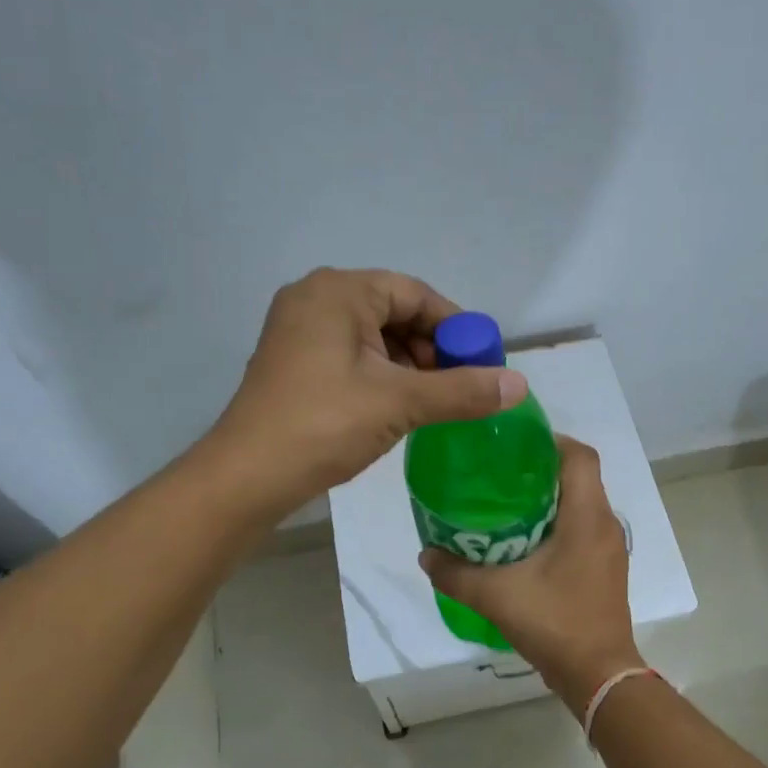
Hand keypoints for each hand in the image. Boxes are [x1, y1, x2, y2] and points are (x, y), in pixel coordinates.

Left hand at [209, 268, 527, 514]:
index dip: (454, 327)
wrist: (247, 476)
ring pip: (372, 337)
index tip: (482, 361)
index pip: (414, 294)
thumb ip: (462, 391)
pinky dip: (380, 376)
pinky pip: (350, 356)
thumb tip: (520, 386)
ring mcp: (298, 330)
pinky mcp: (292, 361)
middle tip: (458, 386)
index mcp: (338, 291)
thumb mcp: (400, 404)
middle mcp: (315, 299)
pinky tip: (398, 407)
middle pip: (393, 312)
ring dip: (408, 366)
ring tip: (433, 402)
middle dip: (431, 349)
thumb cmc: (324, 425)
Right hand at [419, 436, 640, 706]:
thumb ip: (456, 573)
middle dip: (540, 470)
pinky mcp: (606, 569)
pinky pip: (583, 529)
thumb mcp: (496, 596)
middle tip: (498, 474)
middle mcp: (605, 524)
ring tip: (506, 504)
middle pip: (579, 477)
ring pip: (581, 504)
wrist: (599, 676)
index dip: (550, 441)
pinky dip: (557, 524)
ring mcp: (609, 548)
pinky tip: (525, 542)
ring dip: (549, 498)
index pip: (579, 455)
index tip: (513, 446)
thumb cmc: (555, 623)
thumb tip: (426, 555)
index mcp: (587, 516)